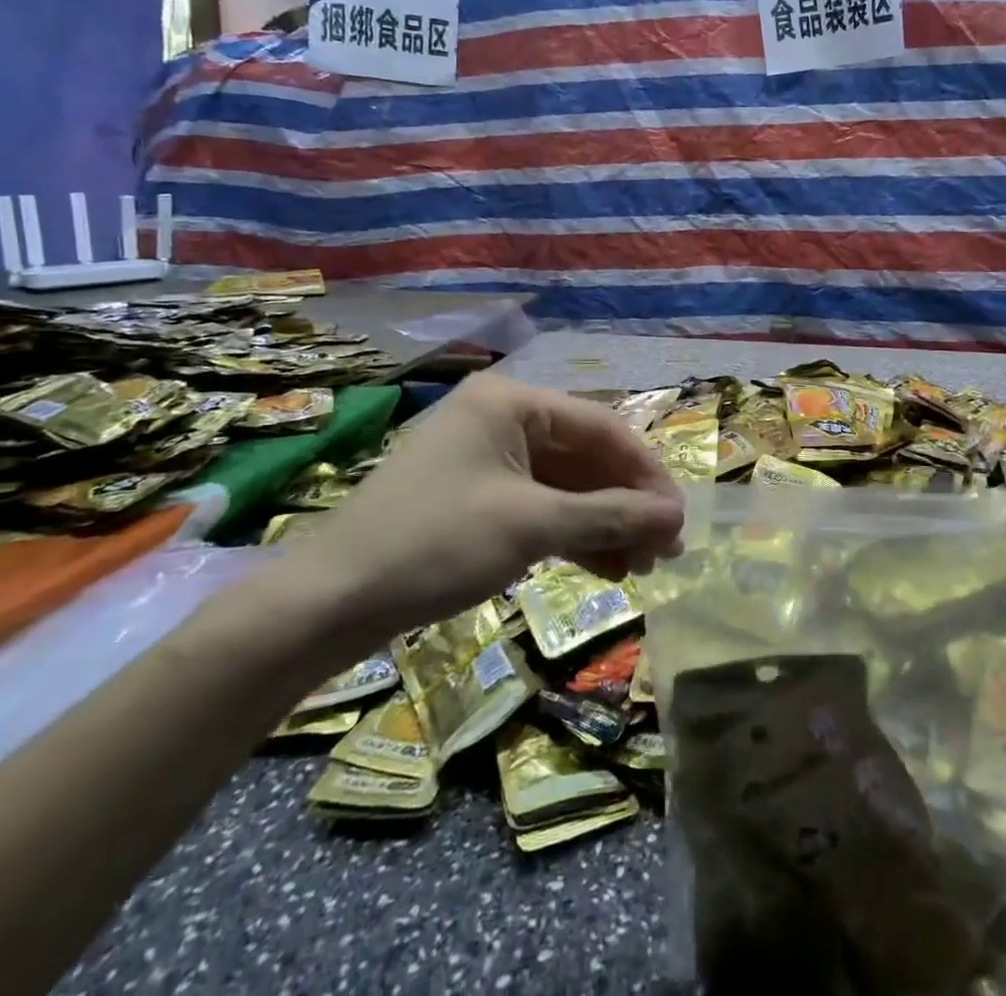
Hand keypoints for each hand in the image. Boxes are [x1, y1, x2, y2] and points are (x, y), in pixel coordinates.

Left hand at [264, 373, 683, 651]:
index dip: (646, 473)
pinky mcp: (472, 496)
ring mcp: (484, 458)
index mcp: (511, 402)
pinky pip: (537, 505)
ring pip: (563, 485)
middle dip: (625, 503)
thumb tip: (676, 518)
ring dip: (602, 523)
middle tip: (663, 550)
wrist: (327, 603)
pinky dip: (570, 533)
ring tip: (640, 566)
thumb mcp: (532, 526)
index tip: (678, 518)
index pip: (601, 427)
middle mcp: (500, 418)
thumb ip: (609, 516)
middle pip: (584, 456)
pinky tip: (602, 566)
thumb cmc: (436, 544)